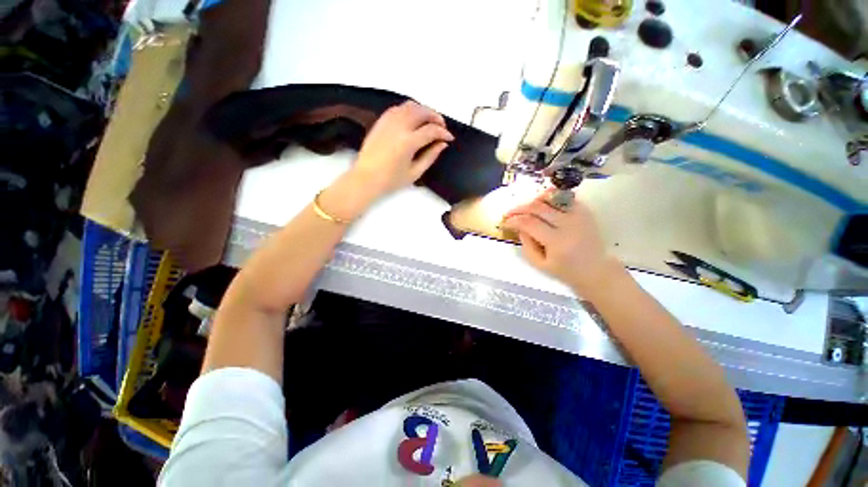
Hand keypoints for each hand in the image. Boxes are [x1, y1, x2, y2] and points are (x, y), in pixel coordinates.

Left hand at [349, 100, 453, 198]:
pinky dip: (409, 110)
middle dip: (436, 117)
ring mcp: (388, 122)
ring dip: (423, 110)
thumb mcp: (415, 173)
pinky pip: (398, 108)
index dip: (443, 133)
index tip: (449, 138)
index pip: (431, 130)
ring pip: (410, 106)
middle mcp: (398, 127)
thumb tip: (442, 144)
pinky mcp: (380, 122)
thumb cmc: (391, 180)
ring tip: (429, 121)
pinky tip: (413, 119)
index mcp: (408, 142)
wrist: (365, 178)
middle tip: (442, 127)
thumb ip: (430, 156)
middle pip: (422, 112)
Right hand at [502, 190, 622, 294]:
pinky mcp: (585, 211)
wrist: (596, 269)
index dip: (514, 220)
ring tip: (525, 207)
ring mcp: (578, 215)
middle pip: (538, 207)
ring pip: (551, 198)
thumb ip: (527, 246)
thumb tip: (519, 227)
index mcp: (557, 241)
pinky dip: (551, 197)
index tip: (505, 222)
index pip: (529, 223)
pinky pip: (564, 197)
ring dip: (534, 200)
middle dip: (520, 208)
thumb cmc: (566, 271)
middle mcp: (568, 224)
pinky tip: (542, 203)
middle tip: (510, 213)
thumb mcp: (540, 265)